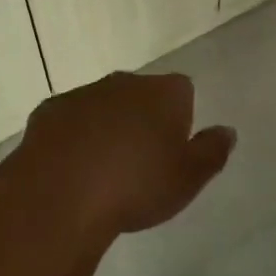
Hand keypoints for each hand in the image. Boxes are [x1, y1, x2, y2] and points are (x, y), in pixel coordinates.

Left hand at [0, 71, 235, 240]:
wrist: (61, 193)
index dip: (180, 118)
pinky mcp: (49, 110)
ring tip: (104, 172)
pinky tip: (71, 170)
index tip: (173, 150)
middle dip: (142, 119)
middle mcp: (123, 82)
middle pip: (140, 94)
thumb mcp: (188, 179)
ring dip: (106, 127)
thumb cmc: (135, 186)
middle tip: (140, 163)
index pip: (182, 91)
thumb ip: (211, 151)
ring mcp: (82, 93)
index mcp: (162, 93)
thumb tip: (227, 130)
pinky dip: (73, 137)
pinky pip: (69, 120)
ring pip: (103, 105)